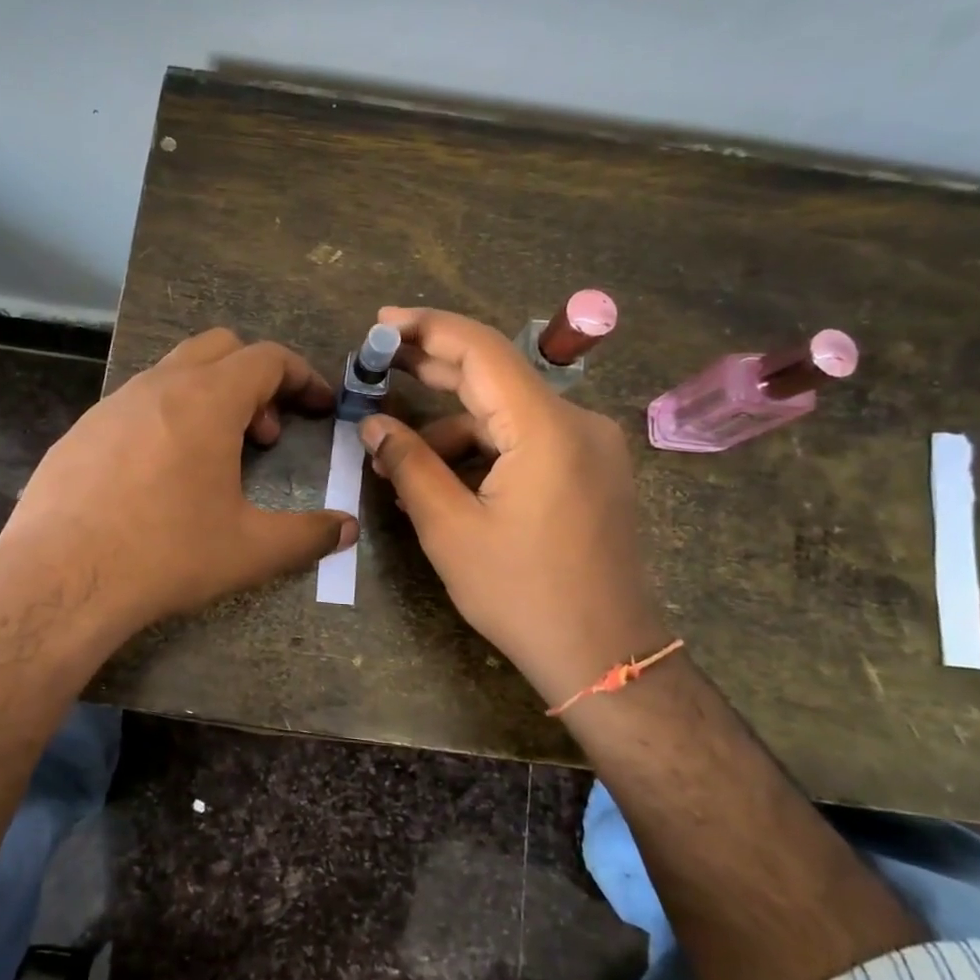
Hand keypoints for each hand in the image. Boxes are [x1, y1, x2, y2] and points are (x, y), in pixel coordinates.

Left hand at [0, 328, 356, 639]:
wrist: (60, 580)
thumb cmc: (165, 554)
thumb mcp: (250, 550)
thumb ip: (307, 535)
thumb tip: (346, 529)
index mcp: (207, 400)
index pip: (267, 358)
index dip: (302, 376)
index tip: (319, 406)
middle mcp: (158, 386)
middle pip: (220, 348)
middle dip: (254, 379)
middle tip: (263, 435)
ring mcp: (112, 404)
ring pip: (173, 372)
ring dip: (208, 398)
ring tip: (214, 458)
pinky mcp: (80, 431)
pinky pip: (136, 404)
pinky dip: (166, 418)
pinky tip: (159, 476)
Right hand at [359, 307, 668, 707]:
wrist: (606, 655)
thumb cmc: (523, 594)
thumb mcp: (451, 530)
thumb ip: (409, 466)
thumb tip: (373, 425)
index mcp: (545, 428)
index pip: (481, 351)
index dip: (427, 328)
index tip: (381, 324)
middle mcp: (576, 422)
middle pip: (496, 375)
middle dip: (434, 367)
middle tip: (379, 364)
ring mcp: (590, 446)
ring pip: (509, 413)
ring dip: (453, 424)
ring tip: (400, 454)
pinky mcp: (591, 470)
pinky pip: (528, 440)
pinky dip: (484, 448)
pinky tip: (447, 476)